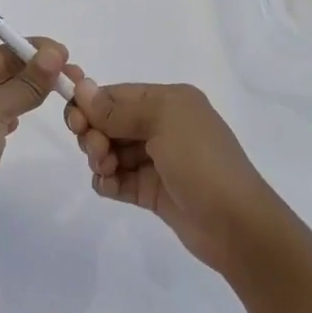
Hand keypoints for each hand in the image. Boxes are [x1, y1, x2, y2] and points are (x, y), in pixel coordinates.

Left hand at [0, 39, 68, 262]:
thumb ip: (24, 84)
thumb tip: (53, 53)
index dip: (30, 51)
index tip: (65, 54)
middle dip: (33, 71)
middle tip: (72, 75)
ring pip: (1, 99)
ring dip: (28, 92)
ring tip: (60, 92)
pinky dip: (16, 116)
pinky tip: (27, 120)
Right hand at [64, 75, 282, 274]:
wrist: (237, 226)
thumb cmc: (201, 162)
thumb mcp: (163, 122)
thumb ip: (118, 108)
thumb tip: (81, 86)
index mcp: (168, 101)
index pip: (116, 94)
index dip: (90, 105)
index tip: (75, 122)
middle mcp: (162, 125)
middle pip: (109, 121)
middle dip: (94, 133)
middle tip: (97, 151)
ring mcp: (156, 160)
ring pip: (110, 150)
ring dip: (99, 158)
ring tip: (107, 170)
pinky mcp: (151, 191)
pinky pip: (117, 178)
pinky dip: (107, 180)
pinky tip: (110, 186)